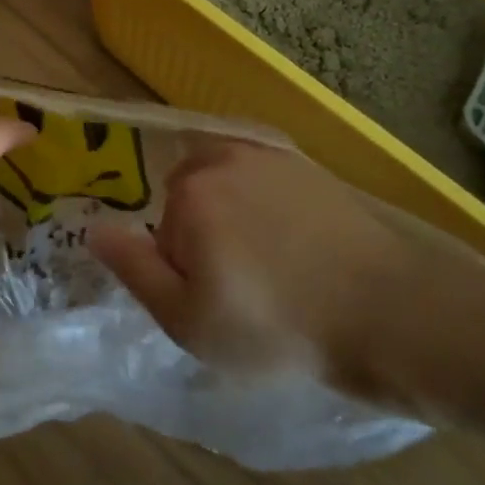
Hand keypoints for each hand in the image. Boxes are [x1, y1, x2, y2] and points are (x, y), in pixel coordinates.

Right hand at [89, 138, 475, 398]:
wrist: (390, 313)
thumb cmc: (277, 326)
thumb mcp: (187, 319)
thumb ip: (133, 268)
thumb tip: (94, 228)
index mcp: (190, 193)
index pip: (162, 231)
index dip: (182, 272)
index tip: (218, 304)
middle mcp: (225, 159)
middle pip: (191, 200)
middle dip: (205, 238)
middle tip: (243, 288)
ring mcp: (274, 158)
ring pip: (229, 189)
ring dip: (238, 221)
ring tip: (274, 269)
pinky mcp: (313, 169)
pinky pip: (267, 184)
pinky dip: (271, 210)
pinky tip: (299, 249)